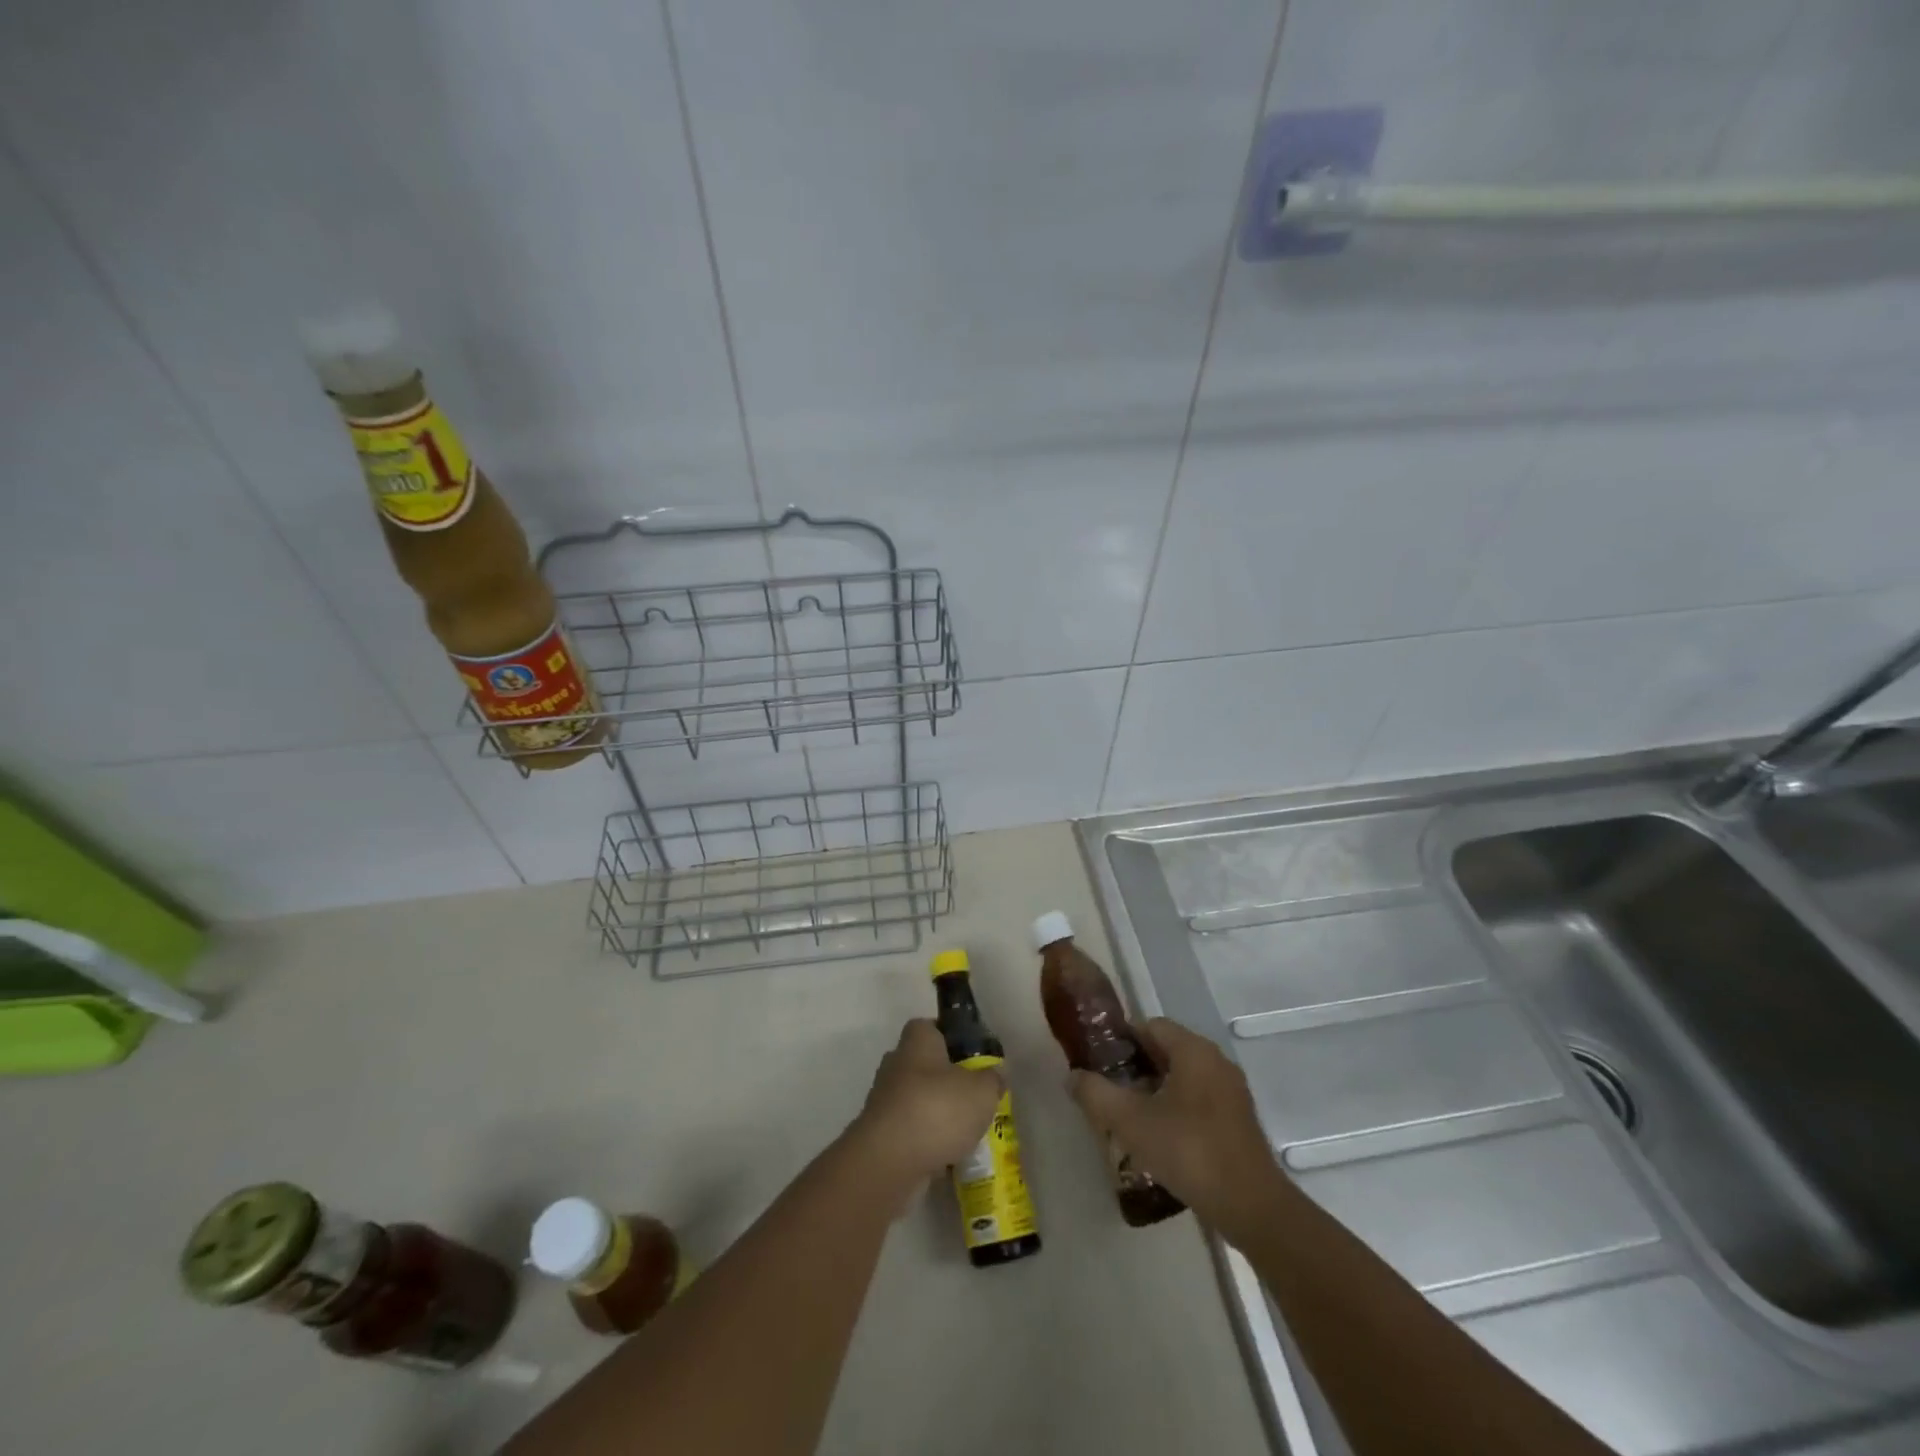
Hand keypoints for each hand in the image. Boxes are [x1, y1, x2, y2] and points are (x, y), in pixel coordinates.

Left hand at [847, 1019, 1003, 1188]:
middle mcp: (896, 1064)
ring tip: (967, 1132)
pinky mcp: (881, 1134)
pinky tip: (949, 1157)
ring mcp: (884, 1100)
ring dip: (938, 1114)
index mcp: (917, 1041)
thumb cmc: (937, 1110)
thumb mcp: (982, 1091)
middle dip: (947, 1080)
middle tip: (975, 1097)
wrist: (889, 1162)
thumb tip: (996, 1073)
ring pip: (918, 1100)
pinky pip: (911, 1131)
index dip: (951, 1037)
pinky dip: (927, 1141)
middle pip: (925, 1065)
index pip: (931, 1027)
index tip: (972, 1056)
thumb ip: (993, 1079)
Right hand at [1068, 1017, 1287, 1239]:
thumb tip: (1072, 1077)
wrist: (1251, 1207)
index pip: (1149, 1026)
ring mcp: (1230, 1092)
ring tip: (1126, 1117)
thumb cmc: (1189, 1151)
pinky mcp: (1237, 1120)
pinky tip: (1157, 1138)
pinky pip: (1197, 1100)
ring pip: (1181, 1077)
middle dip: (1134, 1067)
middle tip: (1107, 1090)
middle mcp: (1215, 1061)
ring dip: (1153, 1090)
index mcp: (1193, 1050)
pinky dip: (1174, 1108)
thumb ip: (1096, 1094)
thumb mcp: (1131, 1121)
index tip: (1098, 1062)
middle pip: (1166, 1050)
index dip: (1120, 1040)